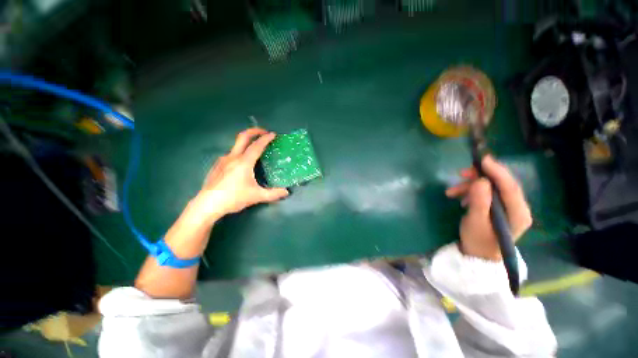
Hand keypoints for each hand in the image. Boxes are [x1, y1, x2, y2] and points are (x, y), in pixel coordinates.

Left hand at [197, 128, 288, 220]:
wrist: (207, 204)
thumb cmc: (234, 198)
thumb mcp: (256, 196)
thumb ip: (273, 194)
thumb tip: (286, 192)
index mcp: (244, 162)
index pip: (257, 146)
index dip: (266, 139)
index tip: (273, 134)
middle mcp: (233, 157)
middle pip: (243, 137)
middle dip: (254, 131)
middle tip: (264, 132)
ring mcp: (223, 160)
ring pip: (236, 146)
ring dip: (247, 143)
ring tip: (255, 149)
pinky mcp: (217, 165)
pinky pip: (231, 154)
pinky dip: (240, 153)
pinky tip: (242, 164)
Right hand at [445, 155, 531, 260]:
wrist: (478, 254)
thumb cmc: (478, 240)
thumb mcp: (475, 222)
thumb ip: (479, 201)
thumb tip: (481, 180)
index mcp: (518, 213)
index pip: (510, 187)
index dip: (497, 171)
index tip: (482, 159)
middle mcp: (518, 207)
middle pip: (501, 184)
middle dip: (480, 177)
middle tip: (461, 173)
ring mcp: (509, 207)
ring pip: (491, 187)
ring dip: (471, 186)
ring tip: (451, 192)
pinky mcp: (500, 208)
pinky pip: (486, 193)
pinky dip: (471, 192)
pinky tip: (460, 197)